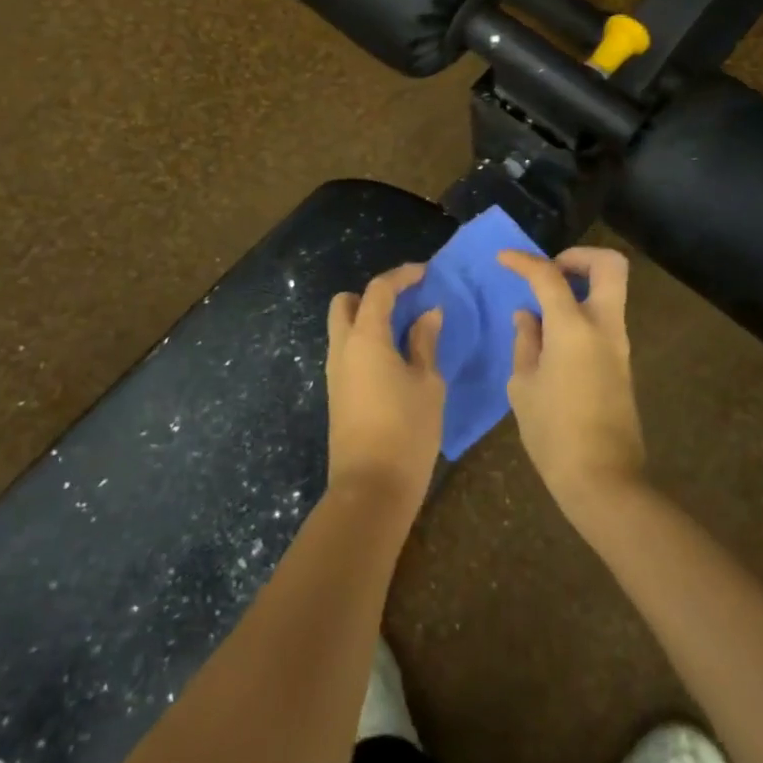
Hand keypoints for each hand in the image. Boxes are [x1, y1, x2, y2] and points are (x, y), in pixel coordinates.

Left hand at [324, 263, 444, 521]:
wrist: (371, 489)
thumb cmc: (407, 431)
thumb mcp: (427, 383)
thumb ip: (425, 343)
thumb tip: (428, 314)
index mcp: (365, 338)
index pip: (379, 290)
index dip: (402, 276)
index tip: (425, 273)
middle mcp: (342, 348)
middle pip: (346, 303)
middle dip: (373, 295)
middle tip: (405, 304)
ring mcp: (334, 372)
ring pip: (343, 329)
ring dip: (368, 320)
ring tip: (405, 332)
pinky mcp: (336, 393)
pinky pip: (347, 352)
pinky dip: (366, 343)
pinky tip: (394, 359)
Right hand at [499, 247, 645, 521]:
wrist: (602, 479)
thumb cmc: (553, 433)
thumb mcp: (523, 385)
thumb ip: (526, 342)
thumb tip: (528, 316)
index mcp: (574, 328)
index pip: (549, 276)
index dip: (524, 261)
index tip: (503, 259)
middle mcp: (604, 327)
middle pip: (610, 266)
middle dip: (579, 257)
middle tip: (549, 271)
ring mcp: (619, 346)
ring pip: (610, 292)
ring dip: (580, 287)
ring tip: (542, 308)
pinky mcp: (621, 364)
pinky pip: (604, 320)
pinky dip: (581, 313)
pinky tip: (552, 338)